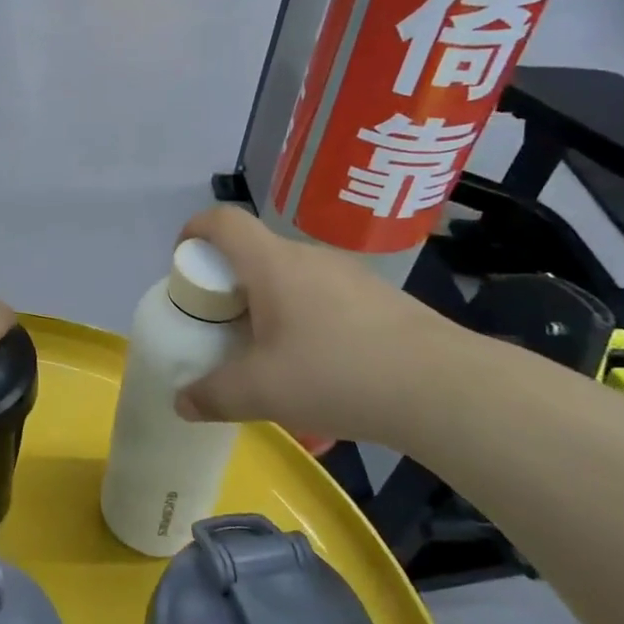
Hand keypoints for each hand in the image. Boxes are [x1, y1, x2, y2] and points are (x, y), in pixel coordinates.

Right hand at [173, 206, 465, 446]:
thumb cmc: (335, 374)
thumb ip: (213, 395)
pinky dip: (306, 318)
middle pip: (256, 252)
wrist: (441, 387)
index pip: (224, 221)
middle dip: (230, 282)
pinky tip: (320, 366)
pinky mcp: (381, 298)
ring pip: (293, 277)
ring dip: (270, 303)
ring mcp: (350, 275)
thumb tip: (183, 402)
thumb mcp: (261, 392)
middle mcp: (310, 257)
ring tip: (271, 352)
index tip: (183, 258)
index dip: (195, 229)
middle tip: (223, 323)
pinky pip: (326, 297)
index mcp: (272, 264)